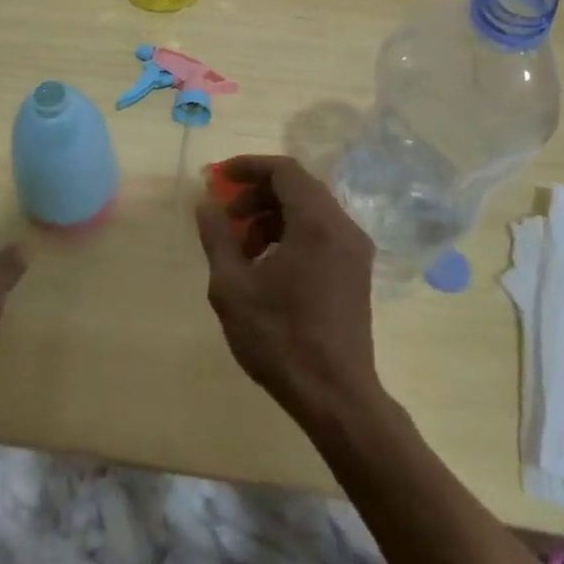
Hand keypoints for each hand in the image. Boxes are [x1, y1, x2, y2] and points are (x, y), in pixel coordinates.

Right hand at [195, 155, 380, 428]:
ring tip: (242, 250)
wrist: (335, 396)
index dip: (248, 167)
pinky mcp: (356, 271)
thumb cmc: (279, 338)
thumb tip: (206, 203)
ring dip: (272, 217)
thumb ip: (217, 236)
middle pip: (298, 187)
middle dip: (257, 195)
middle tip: (227, 218)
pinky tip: (267, 267)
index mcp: (316, 223)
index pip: (284, 170)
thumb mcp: (232, 285)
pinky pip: (321, 233)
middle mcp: (342, 227)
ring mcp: (354, 250)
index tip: (219, 178)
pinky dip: (291, 234)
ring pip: (310, 211)